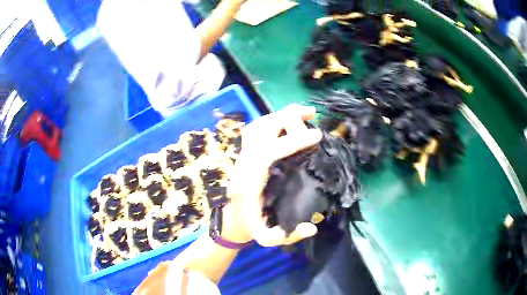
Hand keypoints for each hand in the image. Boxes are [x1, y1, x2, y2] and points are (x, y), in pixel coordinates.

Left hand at [222, 104, 322, 246]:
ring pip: (258, 125)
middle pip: (262, 129)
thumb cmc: (248, 228)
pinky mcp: (247, 154)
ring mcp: (243, 156)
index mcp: (250, 181)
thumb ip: (288, 237)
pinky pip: (256, 129)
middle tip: (312, 114)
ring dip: (280, 115)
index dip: (293, 140)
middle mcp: (244, 163)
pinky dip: (273, 120)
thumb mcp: (267, 239)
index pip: (270, 151)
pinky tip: (287, 121)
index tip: (317, 135)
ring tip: (303, 112)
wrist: (230, 221)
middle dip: (288, 118)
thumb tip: (312, 227)